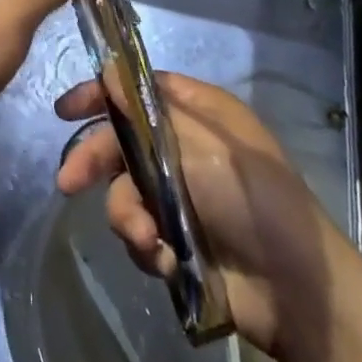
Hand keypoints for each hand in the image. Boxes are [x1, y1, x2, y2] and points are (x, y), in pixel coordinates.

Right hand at [54, 71, 348, 361]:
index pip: (138, 90)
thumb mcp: (203, 145)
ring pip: (126, 192)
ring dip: (129, 216)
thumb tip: (107, 71)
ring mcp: (180, 196)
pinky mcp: (177, 239)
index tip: (65, 110)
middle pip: (121, 142)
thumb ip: (147, 113)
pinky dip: (147, 246)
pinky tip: (166, 261)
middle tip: (69, 182)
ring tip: (149, 240)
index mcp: (198, 114)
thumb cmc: (253, 199)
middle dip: (95, 162)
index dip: (101, 94)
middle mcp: (184, 147)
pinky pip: (141, 233)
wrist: (296, 291)